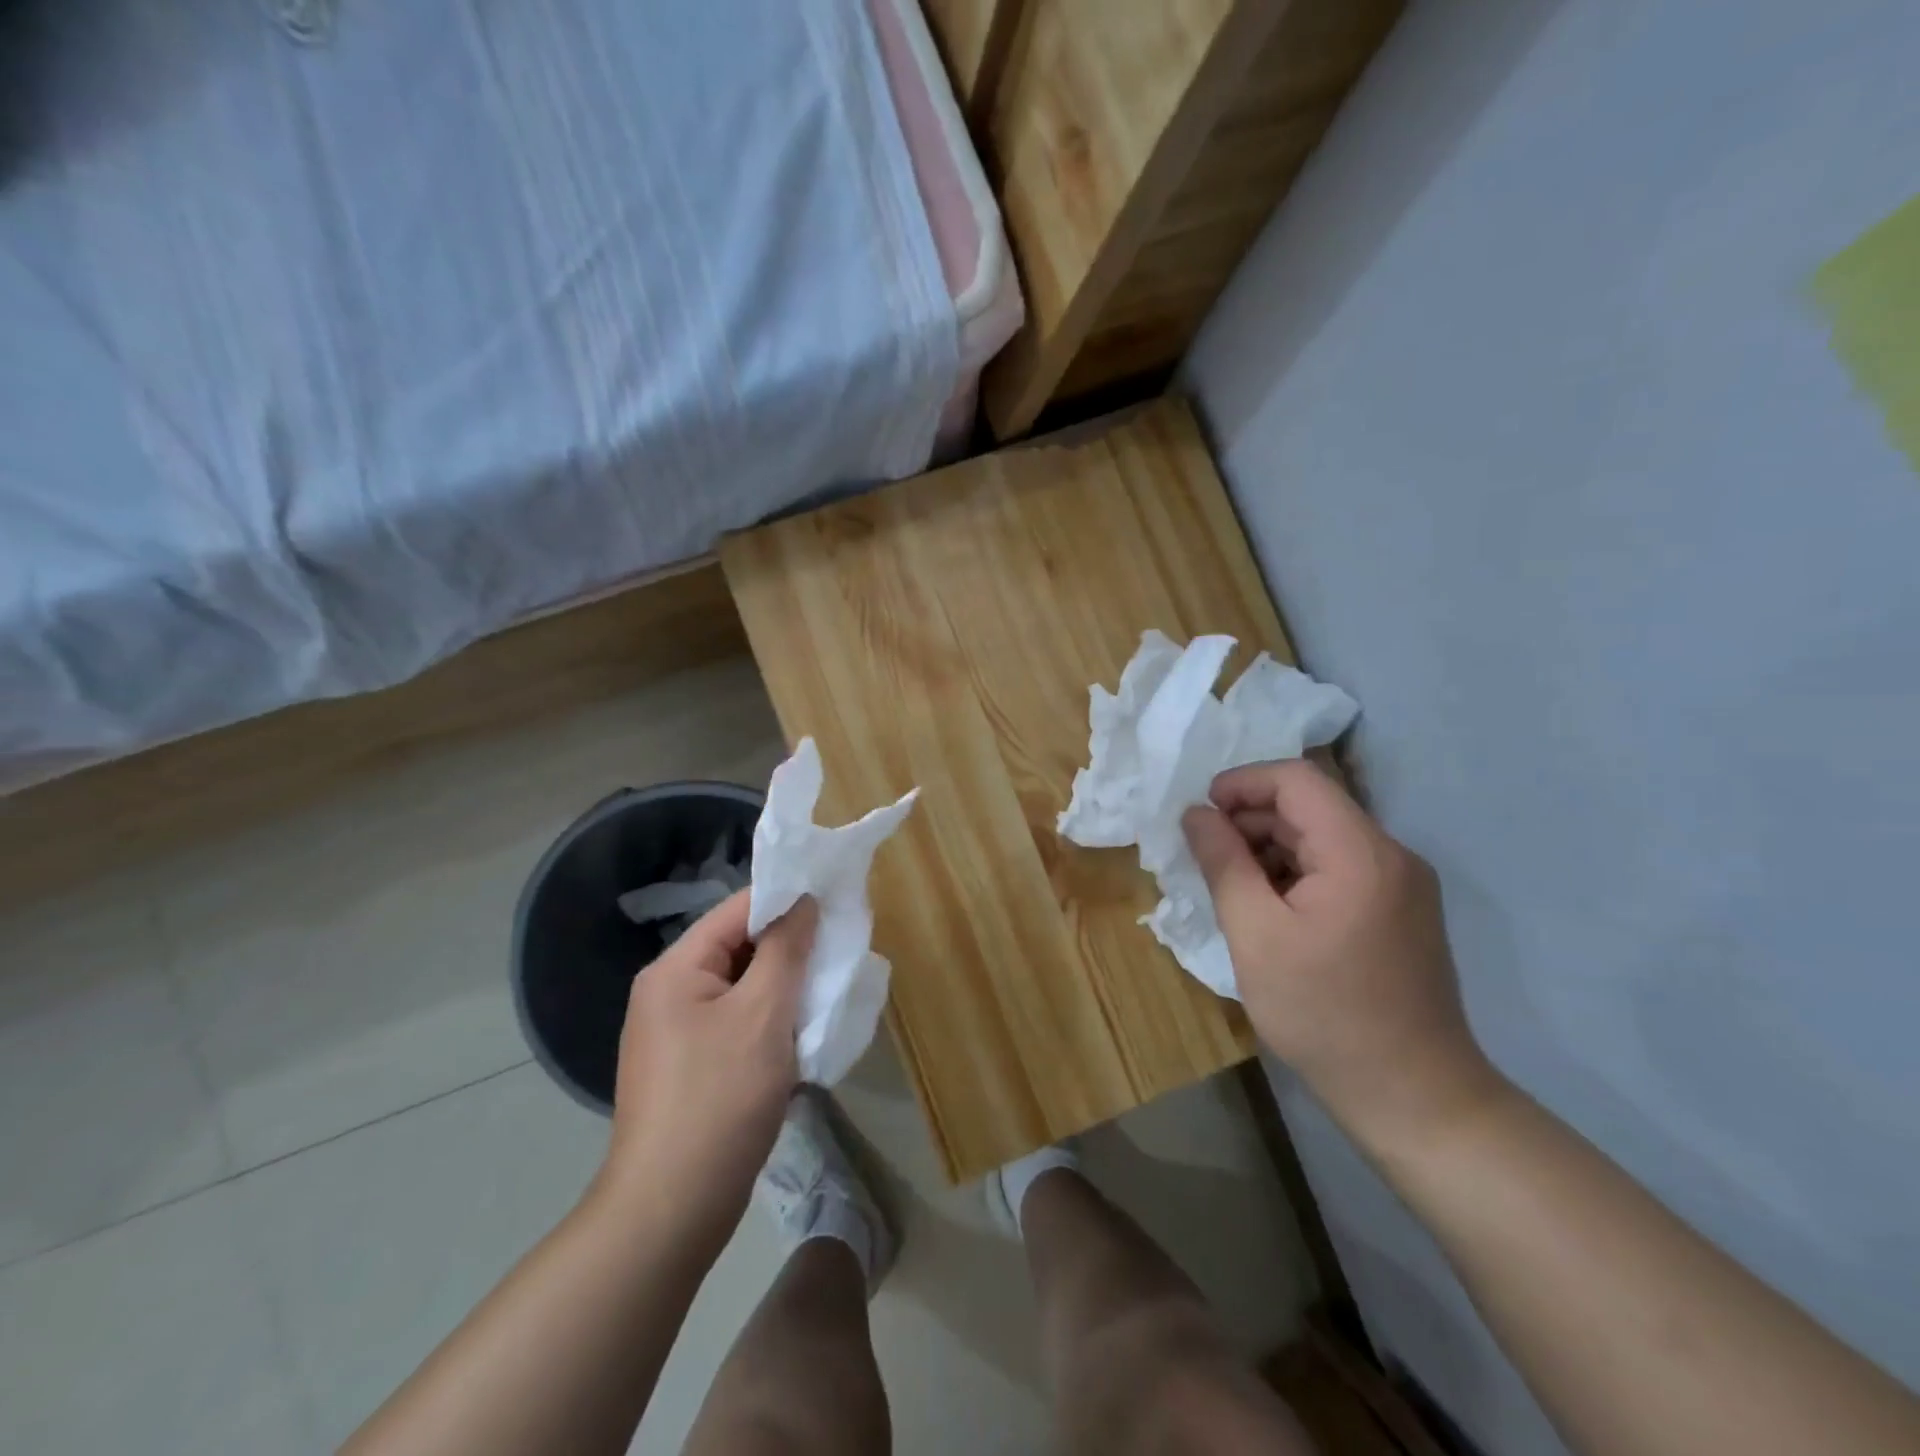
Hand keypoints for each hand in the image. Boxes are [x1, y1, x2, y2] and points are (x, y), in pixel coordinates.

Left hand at [597, 891, 817, 1250]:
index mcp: (675, 969)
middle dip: (789, 948)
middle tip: (839, 949)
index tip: (834, 900)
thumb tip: (802, 901)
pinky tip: (801, 1034)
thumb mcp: (763, 1013)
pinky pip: (736, 1024)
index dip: (787, 900)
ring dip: (783, 987)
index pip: (737, 910)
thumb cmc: (720, 1098)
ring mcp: (676, 1034)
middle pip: (738, 948)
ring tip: (827, 989)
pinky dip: (769, 1021)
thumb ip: (785, 949)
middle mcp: (668, 993)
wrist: (671, 1210)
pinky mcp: (690, 1068)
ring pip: (741, 988)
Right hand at [1182, 760, 1500, 1152]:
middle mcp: (1392, 855)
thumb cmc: (1323, 1014)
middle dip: (1252, 818)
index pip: (1297, 780)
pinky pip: (1341, 867)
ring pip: (1324, 836)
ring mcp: (1403, 884)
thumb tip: (1196, 813)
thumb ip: (1223, 863)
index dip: (1242, 783)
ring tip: (1232, 885)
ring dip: (1271, 846)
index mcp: (1360, 853)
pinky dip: (1297, 872)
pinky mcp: (1402, 911)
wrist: (1413, 1096)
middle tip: (1206, 854)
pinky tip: (1269, 908)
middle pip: (1312, 806)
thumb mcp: (1255, 935)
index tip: (1200, 814)